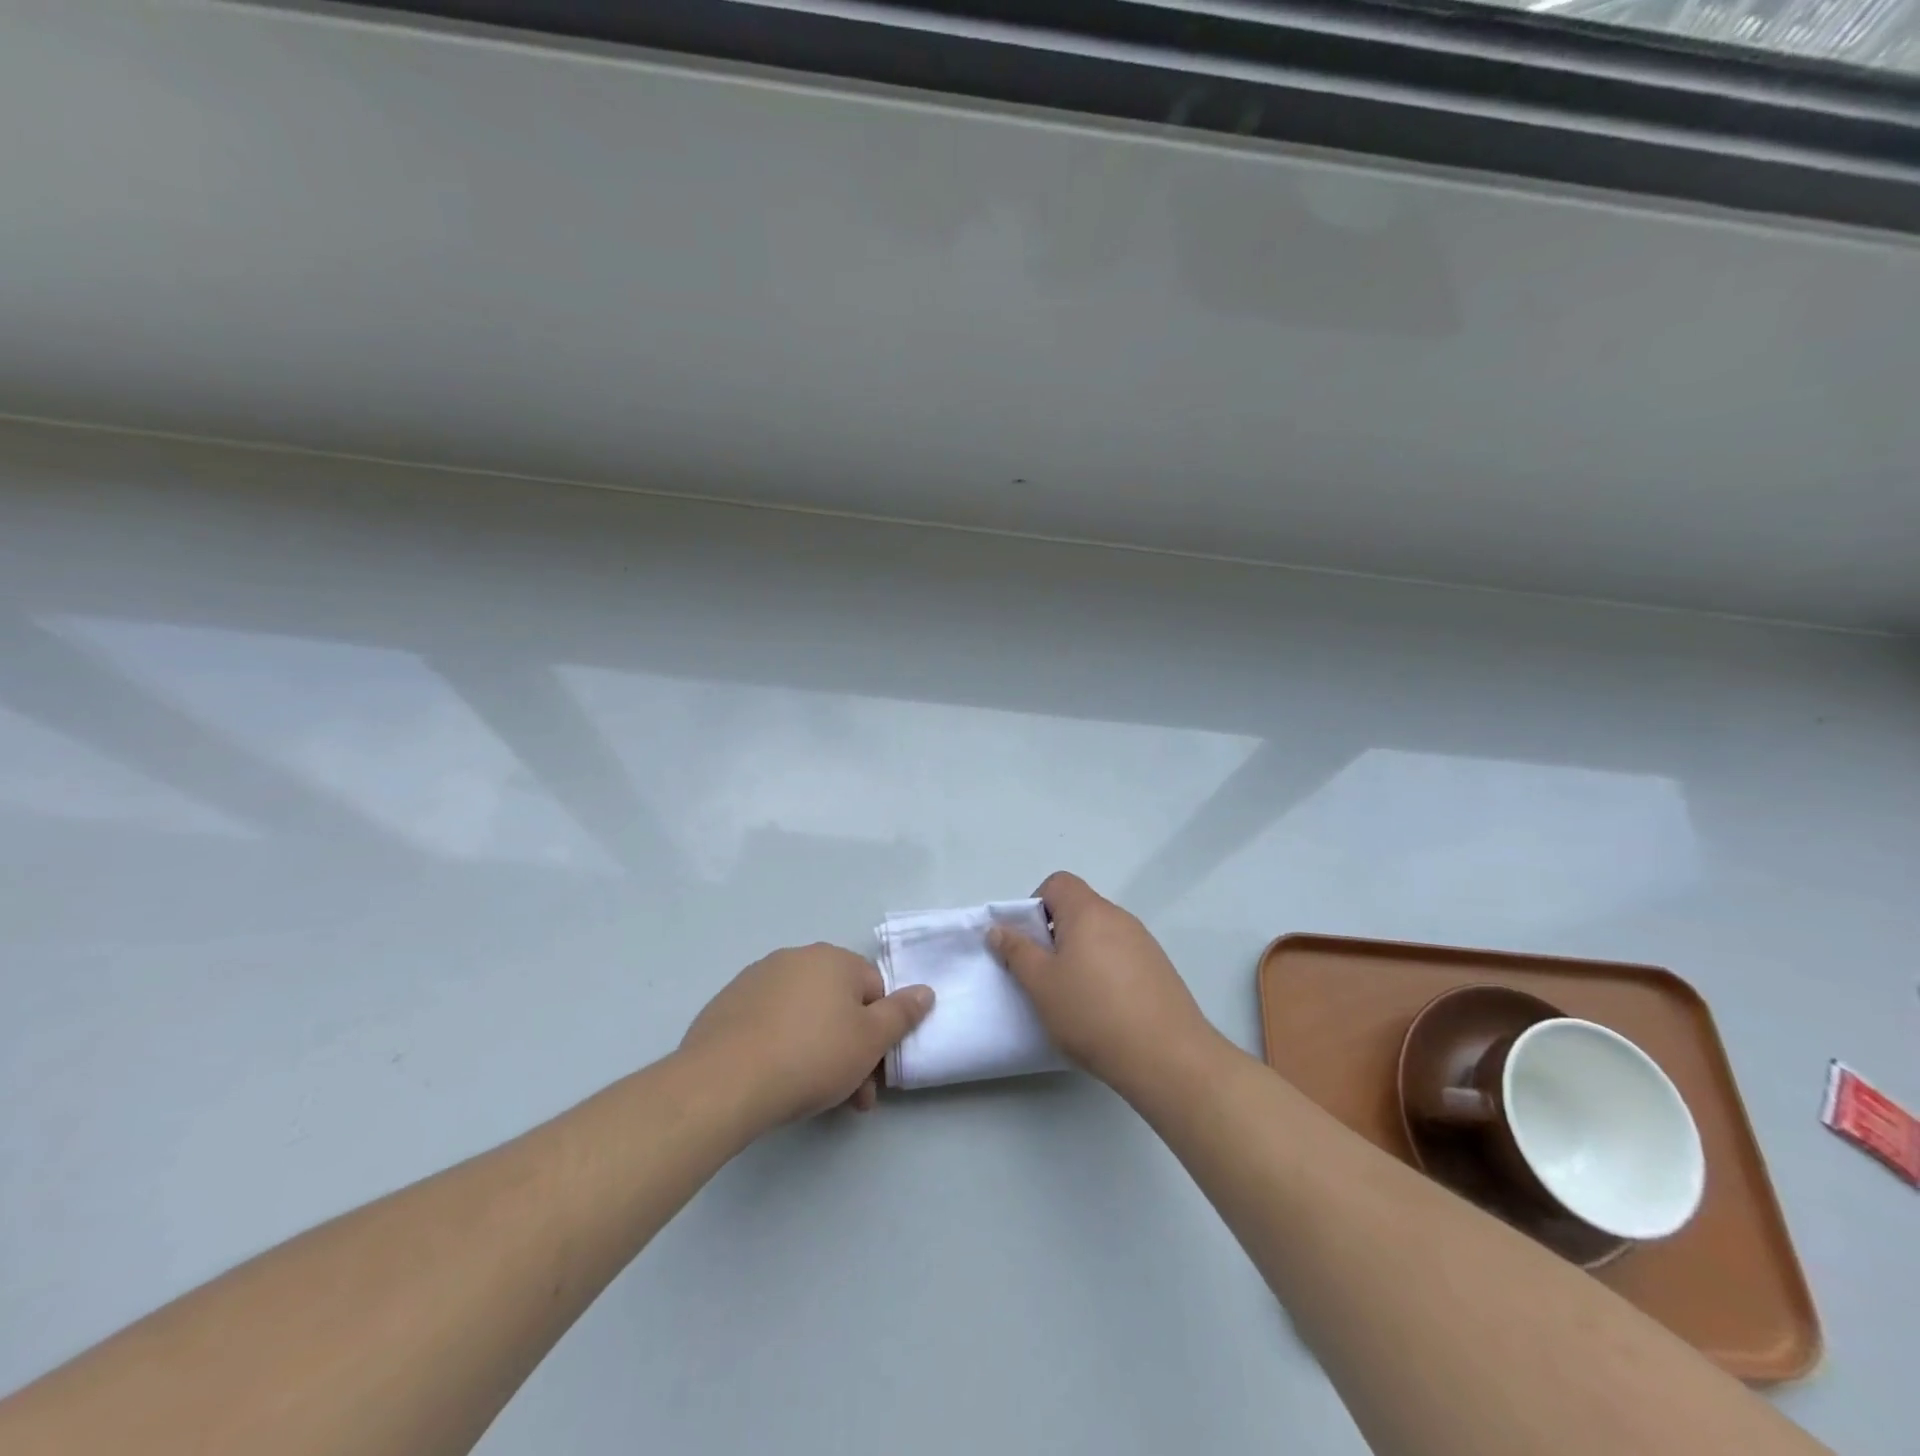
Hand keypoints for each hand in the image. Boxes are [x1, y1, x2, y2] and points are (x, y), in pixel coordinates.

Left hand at [680, 943, 932, 1129]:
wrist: (724, 1082)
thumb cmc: (810, 1056)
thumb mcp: (870, 1040)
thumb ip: (902, 1013)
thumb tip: (925, 990)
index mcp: (834, 959)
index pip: (874, 990)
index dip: (880, 1033)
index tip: (874, 1074)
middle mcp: (796, 958)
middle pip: (838, 1003)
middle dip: (849, 1048)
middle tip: (849, 1096)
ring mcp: (757, 978)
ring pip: (803, 1015)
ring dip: (817, 1049)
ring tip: (810, 1096)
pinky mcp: (728, 1004)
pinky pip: (768, 1022)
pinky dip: (779, 1045)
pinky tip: (773, 1078)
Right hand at [989, 872, 1217, 1094]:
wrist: (1166, 1056)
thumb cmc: (1092, 1013)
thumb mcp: (1040, 984)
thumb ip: (1016, 951)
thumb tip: (998, 928)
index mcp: (1088, 911)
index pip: (1058, 883)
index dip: (1035, 905)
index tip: (1029, 943)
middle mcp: (1119, 917)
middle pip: (1079, 909)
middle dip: (1055, 935)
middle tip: (1044, 975)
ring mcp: (1144, 943)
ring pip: (1100, 935)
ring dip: (1081, 955)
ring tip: (1074, 997)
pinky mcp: (1159, 969)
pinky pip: (1122, 957)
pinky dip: (1106, 972)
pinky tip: (1104, 1010)